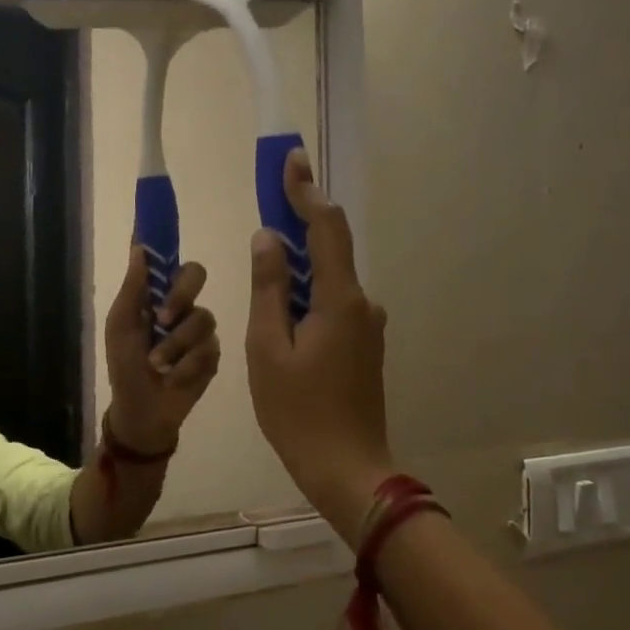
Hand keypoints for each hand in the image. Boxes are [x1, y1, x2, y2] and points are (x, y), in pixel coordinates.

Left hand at [103, 248, 220, 452]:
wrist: (143, 411)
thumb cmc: (125, 367)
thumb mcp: (121, 327)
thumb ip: (133, 289)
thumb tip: (139, 247)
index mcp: (156, 296)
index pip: (167, 261)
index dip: (167, 241)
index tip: (164, 219)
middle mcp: (182, 306)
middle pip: (195, 276)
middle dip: (180, 296)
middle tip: (163, 318)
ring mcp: (200, 331)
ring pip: (202, 319)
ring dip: (176, 346)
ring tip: (159, 366)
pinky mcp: (213, 355)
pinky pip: (208, 349)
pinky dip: (186, 366)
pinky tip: (175, 378)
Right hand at [246, 149, 393, 543]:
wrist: (348, 469)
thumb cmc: (298, 412)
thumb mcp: (267, 349)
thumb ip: (268, 288)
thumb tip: (268, 238)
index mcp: (340, 300)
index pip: (326, 228)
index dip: (306, 191)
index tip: (291, 160)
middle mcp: (362, 304)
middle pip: (329, 249)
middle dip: (298, 223)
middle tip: (268, 205)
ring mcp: (367, 326)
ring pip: (328, 280)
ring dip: (297, 267)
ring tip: (262, 273)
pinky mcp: (363, 346)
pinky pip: (331, 304)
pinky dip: (306, 295)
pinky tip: (281, 315)